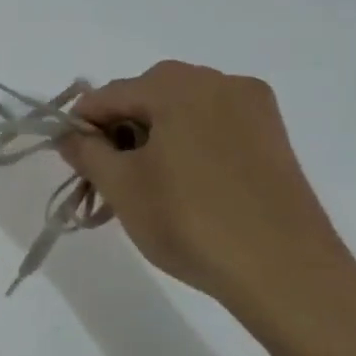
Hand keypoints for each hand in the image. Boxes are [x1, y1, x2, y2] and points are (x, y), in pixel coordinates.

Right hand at [60, 62, 355, 318]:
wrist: (285, 272)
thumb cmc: (190, 221)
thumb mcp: (121, 186)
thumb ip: (86, 152)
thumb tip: (70, 136)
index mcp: (178, 86)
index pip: (107, 95)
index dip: (80, 127)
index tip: (71, 162)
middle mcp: (219, 82)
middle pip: (146, 97)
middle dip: (119, 132)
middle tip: (107, 178)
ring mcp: (253, 109)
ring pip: (181, 112)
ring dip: (152, 140)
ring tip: (143, 187)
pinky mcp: (273, 137)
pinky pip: (213, 128)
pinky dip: (187, 146)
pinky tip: (182, 186)